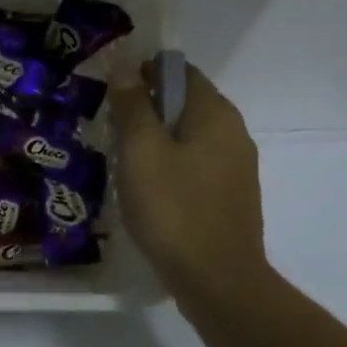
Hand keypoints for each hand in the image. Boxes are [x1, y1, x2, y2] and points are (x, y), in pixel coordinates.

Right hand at [107, 60, 278, 311]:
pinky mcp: (231, 196)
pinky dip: (171, 165)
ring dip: (157, 140)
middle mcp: (233, 132)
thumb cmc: (173, 208)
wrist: (217, 280)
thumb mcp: (141, 151)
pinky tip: (148, 189)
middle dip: (147, 109)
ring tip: (122, 160)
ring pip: (190, 136)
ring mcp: (237, 167)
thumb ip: (133, 105)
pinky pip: (196, 165)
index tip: (112, 94)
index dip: (143, 73)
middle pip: (185, 103)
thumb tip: (126, 66)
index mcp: (215, 113)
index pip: (179, 70)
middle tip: (110, 128)